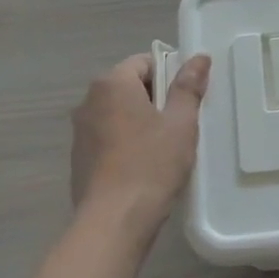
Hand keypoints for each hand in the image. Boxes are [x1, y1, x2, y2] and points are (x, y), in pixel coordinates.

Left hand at [71, 52, 210, 228]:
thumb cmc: (151, 164)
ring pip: (119, 114)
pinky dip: (126, 142)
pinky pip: (108, 137)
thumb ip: (188, 87)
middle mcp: (89, 101)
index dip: (170, 74)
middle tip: (182, 123)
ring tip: (165, 147)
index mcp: (112, 84)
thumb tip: (198, 57)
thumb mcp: (180, 123)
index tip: (188, 98)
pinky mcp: (79, 158)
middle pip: (129, 86)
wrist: (114, 220)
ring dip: (141, 122)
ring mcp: (80, 131)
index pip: (144, 62)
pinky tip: (144, 166)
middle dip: (156, 99)